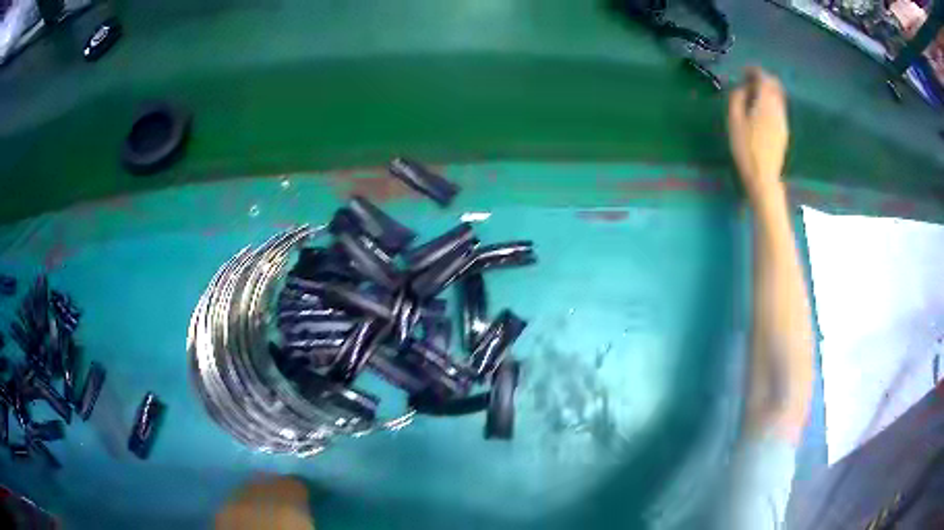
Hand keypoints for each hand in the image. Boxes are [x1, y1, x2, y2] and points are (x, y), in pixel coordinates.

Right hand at [728, 67, 788, 197]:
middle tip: (749, 82)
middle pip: (775, 85)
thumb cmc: (746, 148)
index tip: (744, 72)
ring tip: (753, 97)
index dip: (754, 71)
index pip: (764, 78)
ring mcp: (783, 121)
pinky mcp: (784, 131)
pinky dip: (771, 102)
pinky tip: (760, 111)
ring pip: (778, 97)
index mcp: (766, 103)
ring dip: (768, 91)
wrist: (763, 177)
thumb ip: (737, 98)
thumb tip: (742, 88)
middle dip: (763, 79)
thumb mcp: (734, 120)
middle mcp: (778, 108)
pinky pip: (779, 109)